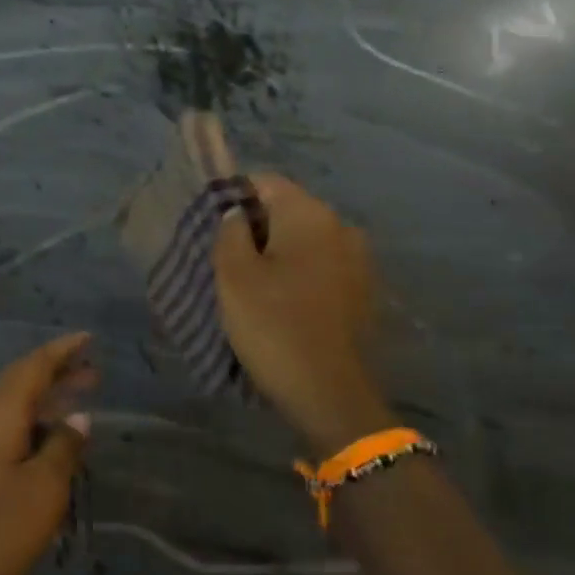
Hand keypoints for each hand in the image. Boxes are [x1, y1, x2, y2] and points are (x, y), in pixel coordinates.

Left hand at [0, 333, 96, 574]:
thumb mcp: (44, 489)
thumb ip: (64, 447)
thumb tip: (78, 417)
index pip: (32, 367)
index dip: (61, 351)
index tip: (88, 338)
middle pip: (20, 382)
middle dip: (56, 373)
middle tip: (93, 371)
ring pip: (12, 405)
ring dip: (45, 398)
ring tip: (79, 398)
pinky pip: (5, 426)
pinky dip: (32, 421)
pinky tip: (50, 438)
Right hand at [214, 174, 391, 451]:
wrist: (328, 392)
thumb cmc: (273, 325)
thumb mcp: (233, 276)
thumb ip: (229, 232)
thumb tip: (236, 214)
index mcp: (310, 214)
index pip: (265, 182)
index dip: (233, 196)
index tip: (211, 226)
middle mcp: (341, 226)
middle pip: (288, 209)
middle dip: (255, 226)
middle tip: (225, 258)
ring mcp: (358, 260)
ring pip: (305, 240)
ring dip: (278, 252)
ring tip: (251, 283)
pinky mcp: (363, 291)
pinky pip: (322, 266)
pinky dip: (300, 274)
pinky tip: (282, 301)